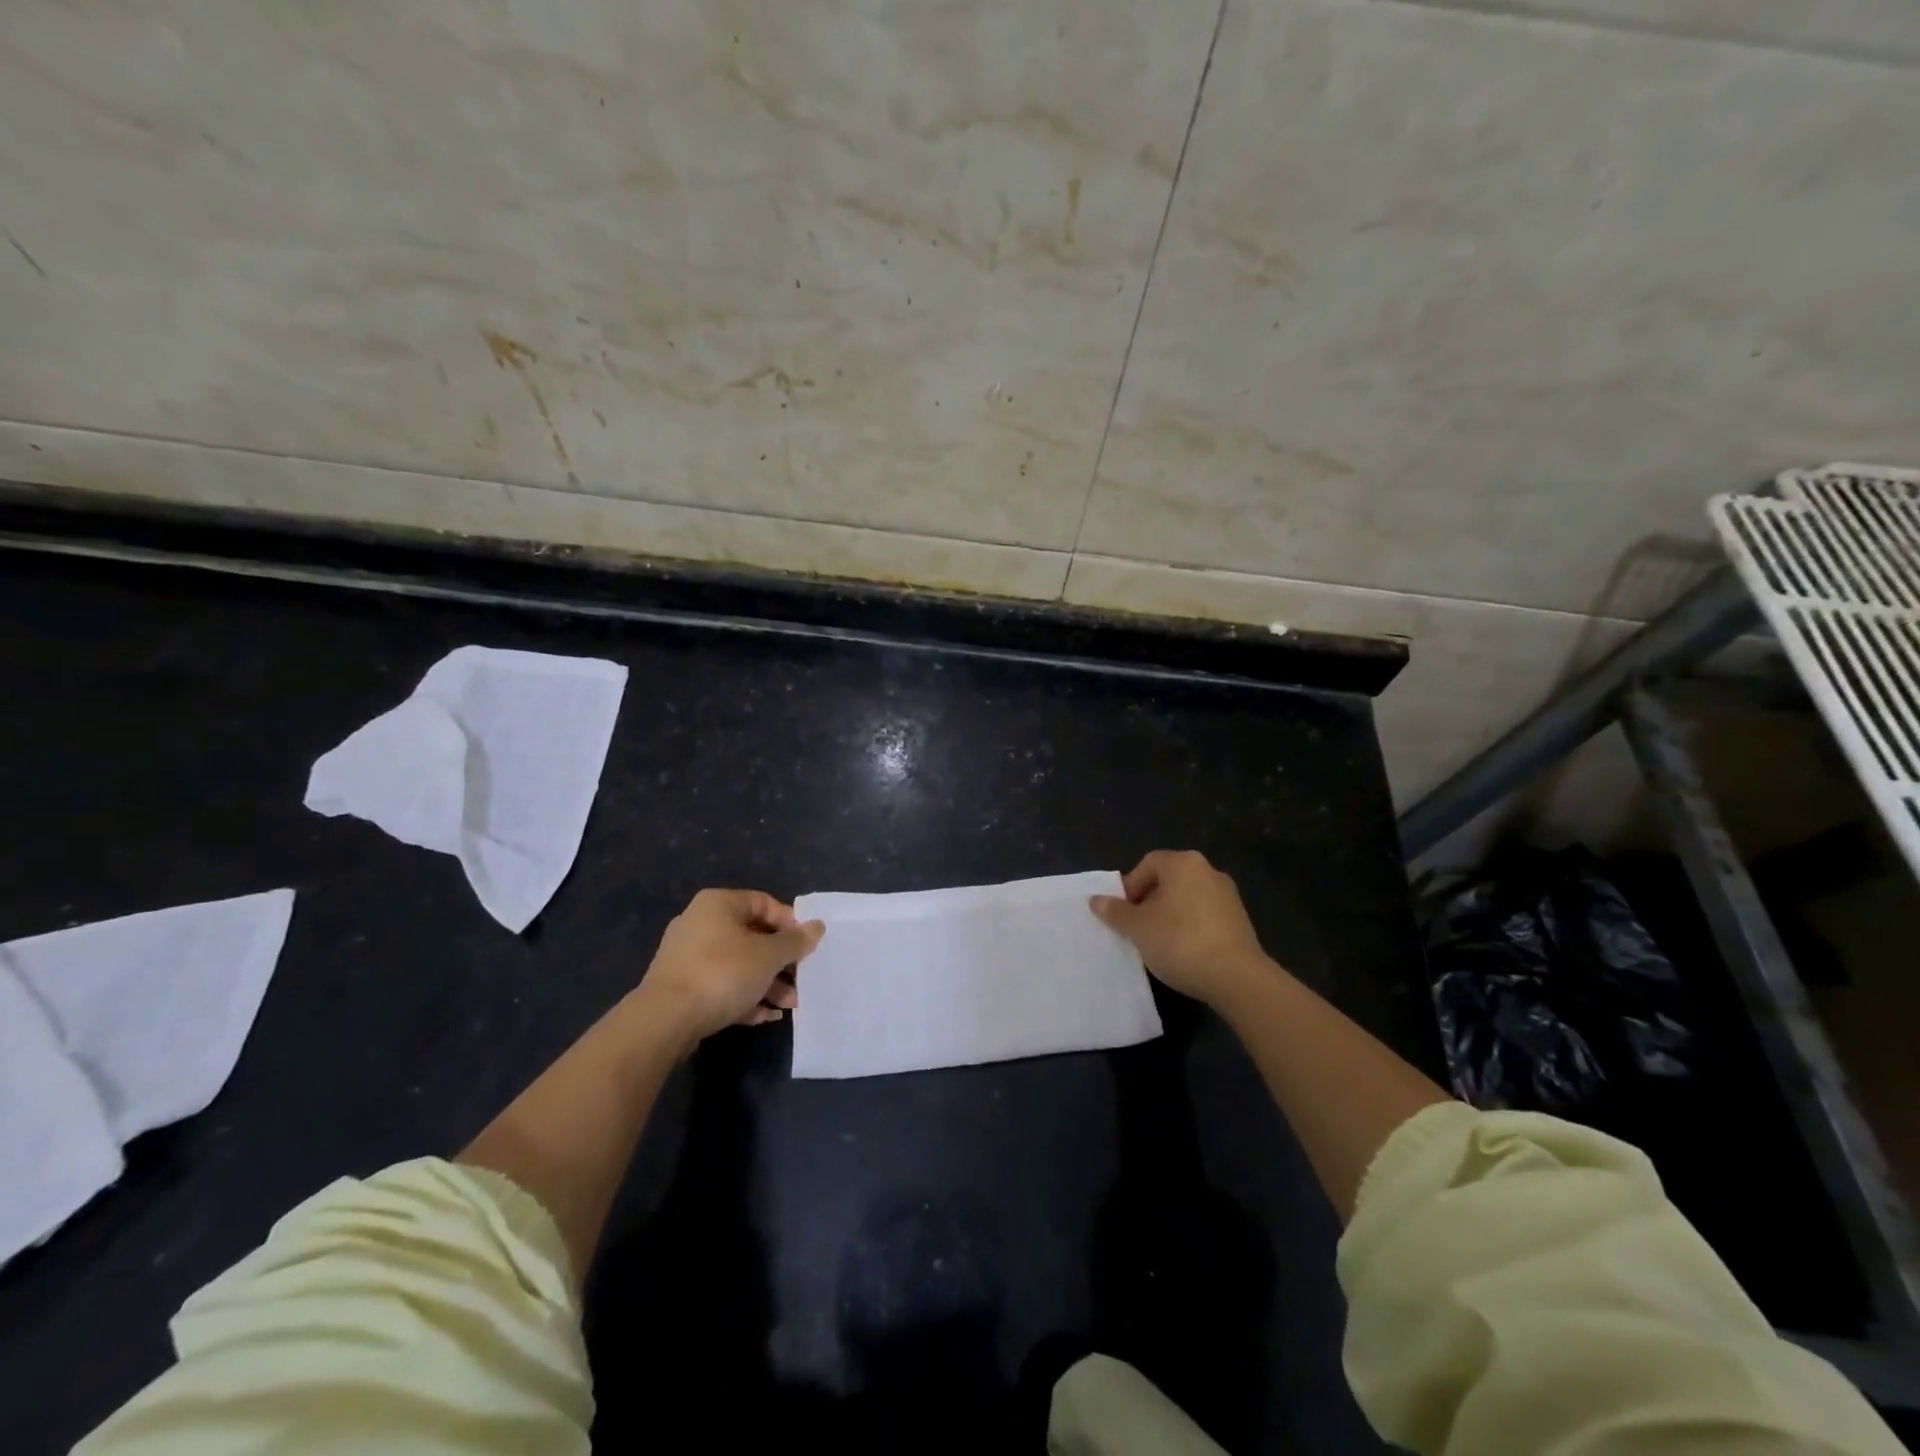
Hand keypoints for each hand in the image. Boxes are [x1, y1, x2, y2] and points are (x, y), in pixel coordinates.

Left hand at [636, 889, 824, 1044]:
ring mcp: (688, 956)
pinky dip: (744, 997)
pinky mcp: (682, 987)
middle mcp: (700, 923)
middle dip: (781, 961)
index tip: (808, 946)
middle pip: (753, 936)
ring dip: (767, 983)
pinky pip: (721, 985)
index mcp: (719, 904)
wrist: (665, 1020)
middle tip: (802, 979)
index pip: (765, 903)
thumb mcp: (769, 955)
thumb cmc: (723, 973)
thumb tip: (817, 926)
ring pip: (738, 964)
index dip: (791, 923)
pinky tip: (765, 1016)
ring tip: (790, 1005)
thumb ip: (796, 941)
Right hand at [1091, 850, 1271, 1006]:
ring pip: (1187, 900)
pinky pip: (1205, 917)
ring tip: (1157, 944)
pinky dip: (1190, 928)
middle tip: (1136, 929)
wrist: (1237, 977)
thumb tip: (1096, 900)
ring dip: (1169, 917)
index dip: (1129, 887)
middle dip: (1148, 902)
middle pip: (1168, 881)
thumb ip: (1116, 912)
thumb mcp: (1138, 928)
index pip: (1147, 864)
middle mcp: (1208, 871)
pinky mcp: (1240, 921)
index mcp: (1183, 863)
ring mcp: (1228, 896)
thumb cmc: (1180, 941)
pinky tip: (1183, 952)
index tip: (1122, 914)